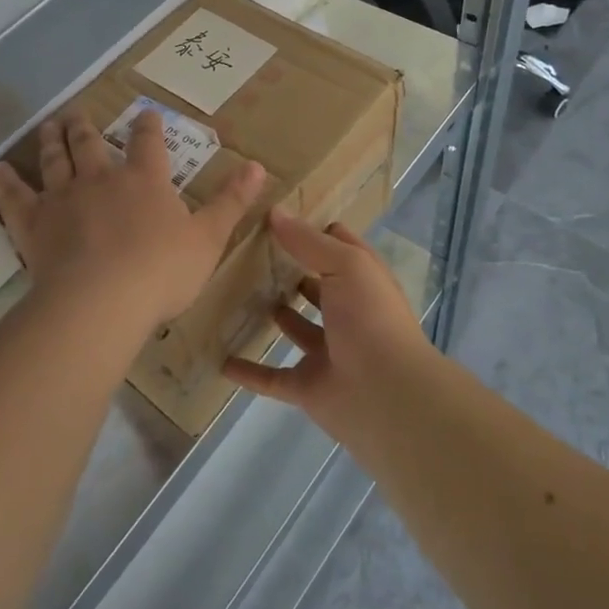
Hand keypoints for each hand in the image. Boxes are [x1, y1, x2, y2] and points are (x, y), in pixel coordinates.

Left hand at [0, 109, 264, 337]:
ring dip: (52, 140)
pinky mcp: (33, 222)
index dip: (148, 126)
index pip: (148, 142)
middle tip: (76, 113)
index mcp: (145, 180)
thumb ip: (231, 202)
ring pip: (55, 159)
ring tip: (49, 125)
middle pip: (91, 144)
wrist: (102, 301)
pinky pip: (14, 196)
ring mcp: (63, 197)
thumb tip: (258, 165)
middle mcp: (101, 178)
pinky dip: (4, 182)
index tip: (145, 113)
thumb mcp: (208, 239)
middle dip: (86, 127)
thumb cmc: (161, 272)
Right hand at [222, 212, 435, 443]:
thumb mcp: (345, 265)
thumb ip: (308, 241)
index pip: (339, 247)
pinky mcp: (308, 386)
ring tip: (236, 293)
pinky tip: (220, 358)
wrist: (387, 396)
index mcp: (362, 281)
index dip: (313, 230)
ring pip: (296, 328)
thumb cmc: (371, 318)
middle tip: (247, 252)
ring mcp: (328, 351)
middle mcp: (347, 313)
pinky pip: (272, 377)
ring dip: (274, 315)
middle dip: (289, 271)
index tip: (276, 215)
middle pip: (316, 286)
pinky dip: (249, 371)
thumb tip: (274, 212)